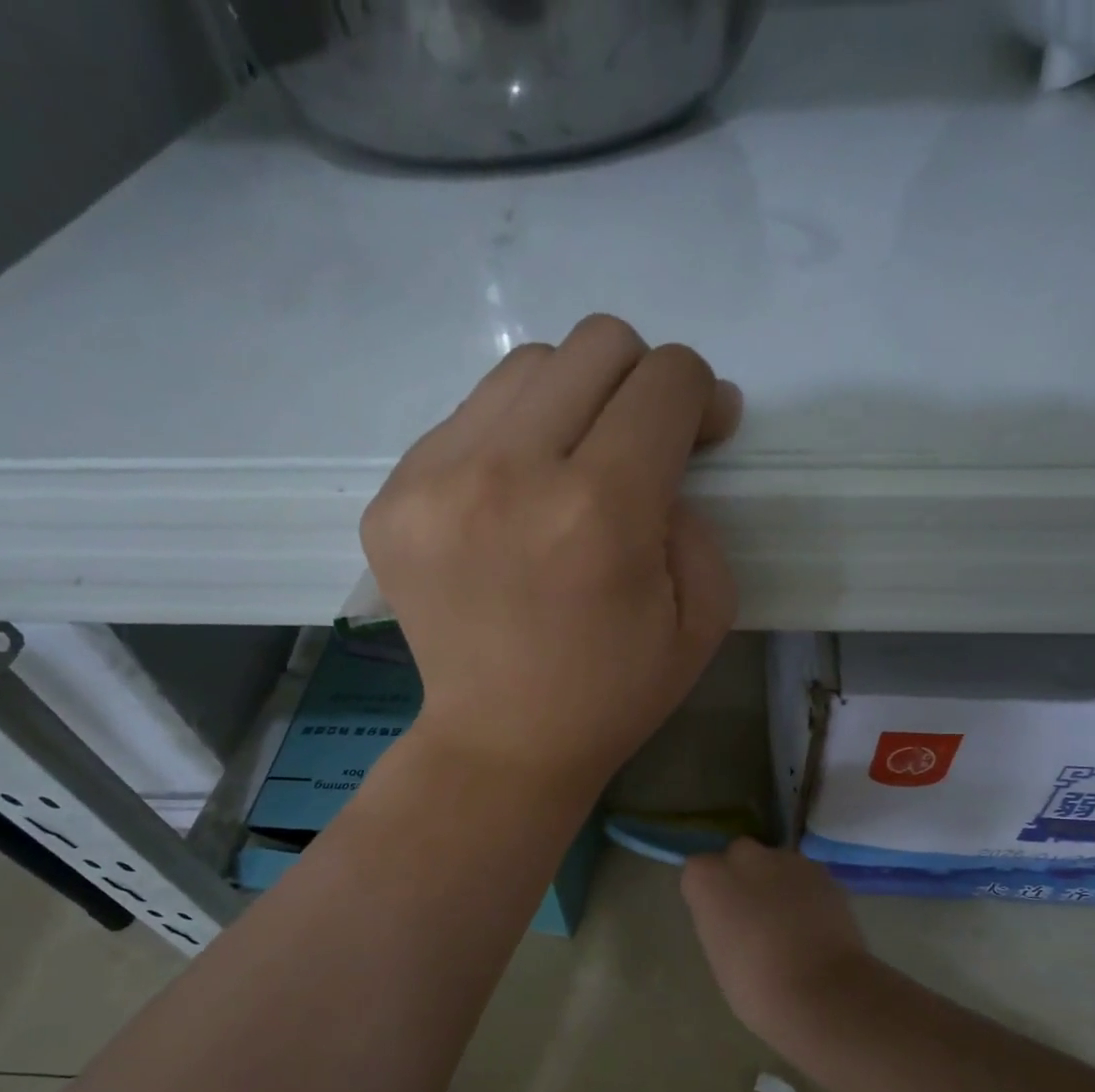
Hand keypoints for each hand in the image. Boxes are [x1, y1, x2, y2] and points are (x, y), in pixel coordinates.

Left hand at [361, 315, 741, 799]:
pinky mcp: (392, 499)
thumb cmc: (613, 693)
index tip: (700, 436)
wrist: (502, 743)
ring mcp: (435, 482)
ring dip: (569, 403)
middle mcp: (510, 475)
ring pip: (525, 368)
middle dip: (638, 382)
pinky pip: (467, 419)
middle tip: (637, 446)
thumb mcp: (703, 617)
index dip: (699, 396)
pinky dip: (507, 442)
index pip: (666, 380)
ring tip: (570, 470)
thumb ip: (699, 512)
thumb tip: (678, 435)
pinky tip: (512, 503)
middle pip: (595, 344)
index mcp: (600, 512)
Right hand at [681, 840, 871, 1037]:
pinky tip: (815, 925)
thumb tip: (737, 919)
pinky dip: (806, 893)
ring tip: (790, 923)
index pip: (698, 873)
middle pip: (738, 857)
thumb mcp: (719, 955)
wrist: (821, 993)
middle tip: (754, 915)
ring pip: (775, 864)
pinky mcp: (822, 871)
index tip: (720, 919)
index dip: (711, 895)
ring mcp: (786, 860)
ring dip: (777, 883)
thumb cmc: (755, 987)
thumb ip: (721, 922)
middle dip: (744, 878)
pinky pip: (805, 877)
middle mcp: (743, 857)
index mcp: (707, 878)